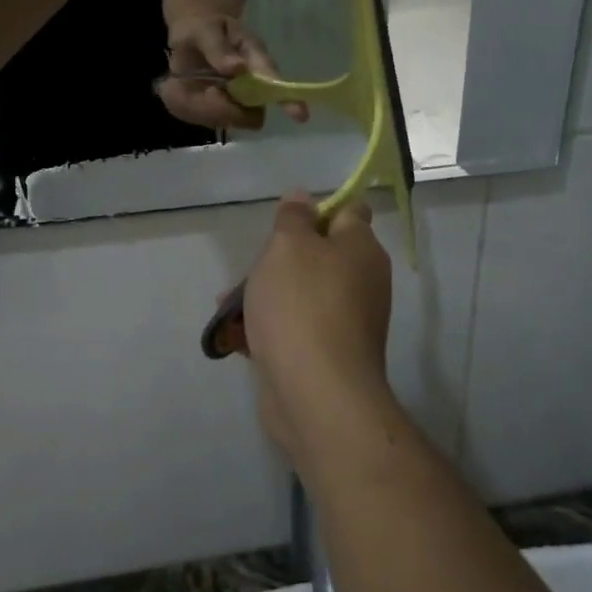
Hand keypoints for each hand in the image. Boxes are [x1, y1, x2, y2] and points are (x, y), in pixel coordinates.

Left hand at [158, 14, 310, 129]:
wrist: (194, 37)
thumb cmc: (204, 29)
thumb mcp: (205, 30)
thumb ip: (218, 49)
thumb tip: (238, 68)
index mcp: (257, 60)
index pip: (275, 82)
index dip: (289, 100)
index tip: (300, 115)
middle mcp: (256, 86)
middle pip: (251, 114)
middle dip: (224, 109)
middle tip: (205, 92)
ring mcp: (242, 102)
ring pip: (230, 121)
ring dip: (207, 110)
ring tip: (192, 88)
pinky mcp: (224, 112)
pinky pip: (210, 120)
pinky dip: (196, 110)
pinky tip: (190, 93)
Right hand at [242, 191, 393, 468]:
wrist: (316, 395)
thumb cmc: (301, 305)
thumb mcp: (288, 245)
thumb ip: (293, 217)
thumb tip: (303, 197)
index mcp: (361, 248)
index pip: (349, 211)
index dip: (318, 209)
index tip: (286, 222)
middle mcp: (362, 281)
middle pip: (319, 253)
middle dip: (280, 257)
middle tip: (252, 267)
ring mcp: (346, 321)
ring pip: (302, 292)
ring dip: (267, 293)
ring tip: (229, 303)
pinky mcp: (327, 354)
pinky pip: (296, 327)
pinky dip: (270, 326)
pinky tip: (238, 334)